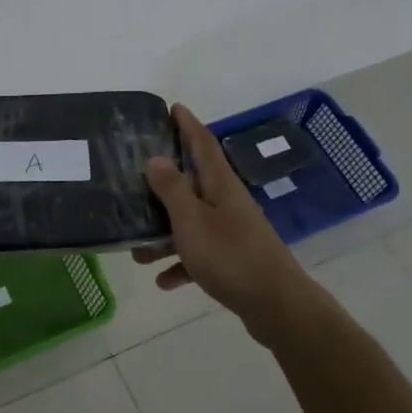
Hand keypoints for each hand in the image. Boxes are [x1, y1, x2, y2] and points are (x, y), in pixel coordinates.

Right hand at [136, 103, 318, 335]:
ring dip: (164, 234)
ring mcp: (232, 231)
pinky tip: (163, 281)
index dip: (187, 124)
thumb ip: (172, 189)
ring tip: (137, 251)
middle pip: (193, 183)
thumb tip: (156, 158)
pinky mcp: (233, 259)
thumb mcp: (191, 221)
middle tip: (136, 178)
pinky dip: (181, 264)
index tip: (173, 107)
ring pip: (191, 223)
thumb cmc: (230, 256)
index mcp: (220, 185)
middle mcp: (228, 202)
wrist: (275, 304)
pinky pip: (199, 254)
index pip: (202, 143)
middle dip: (164, 183)